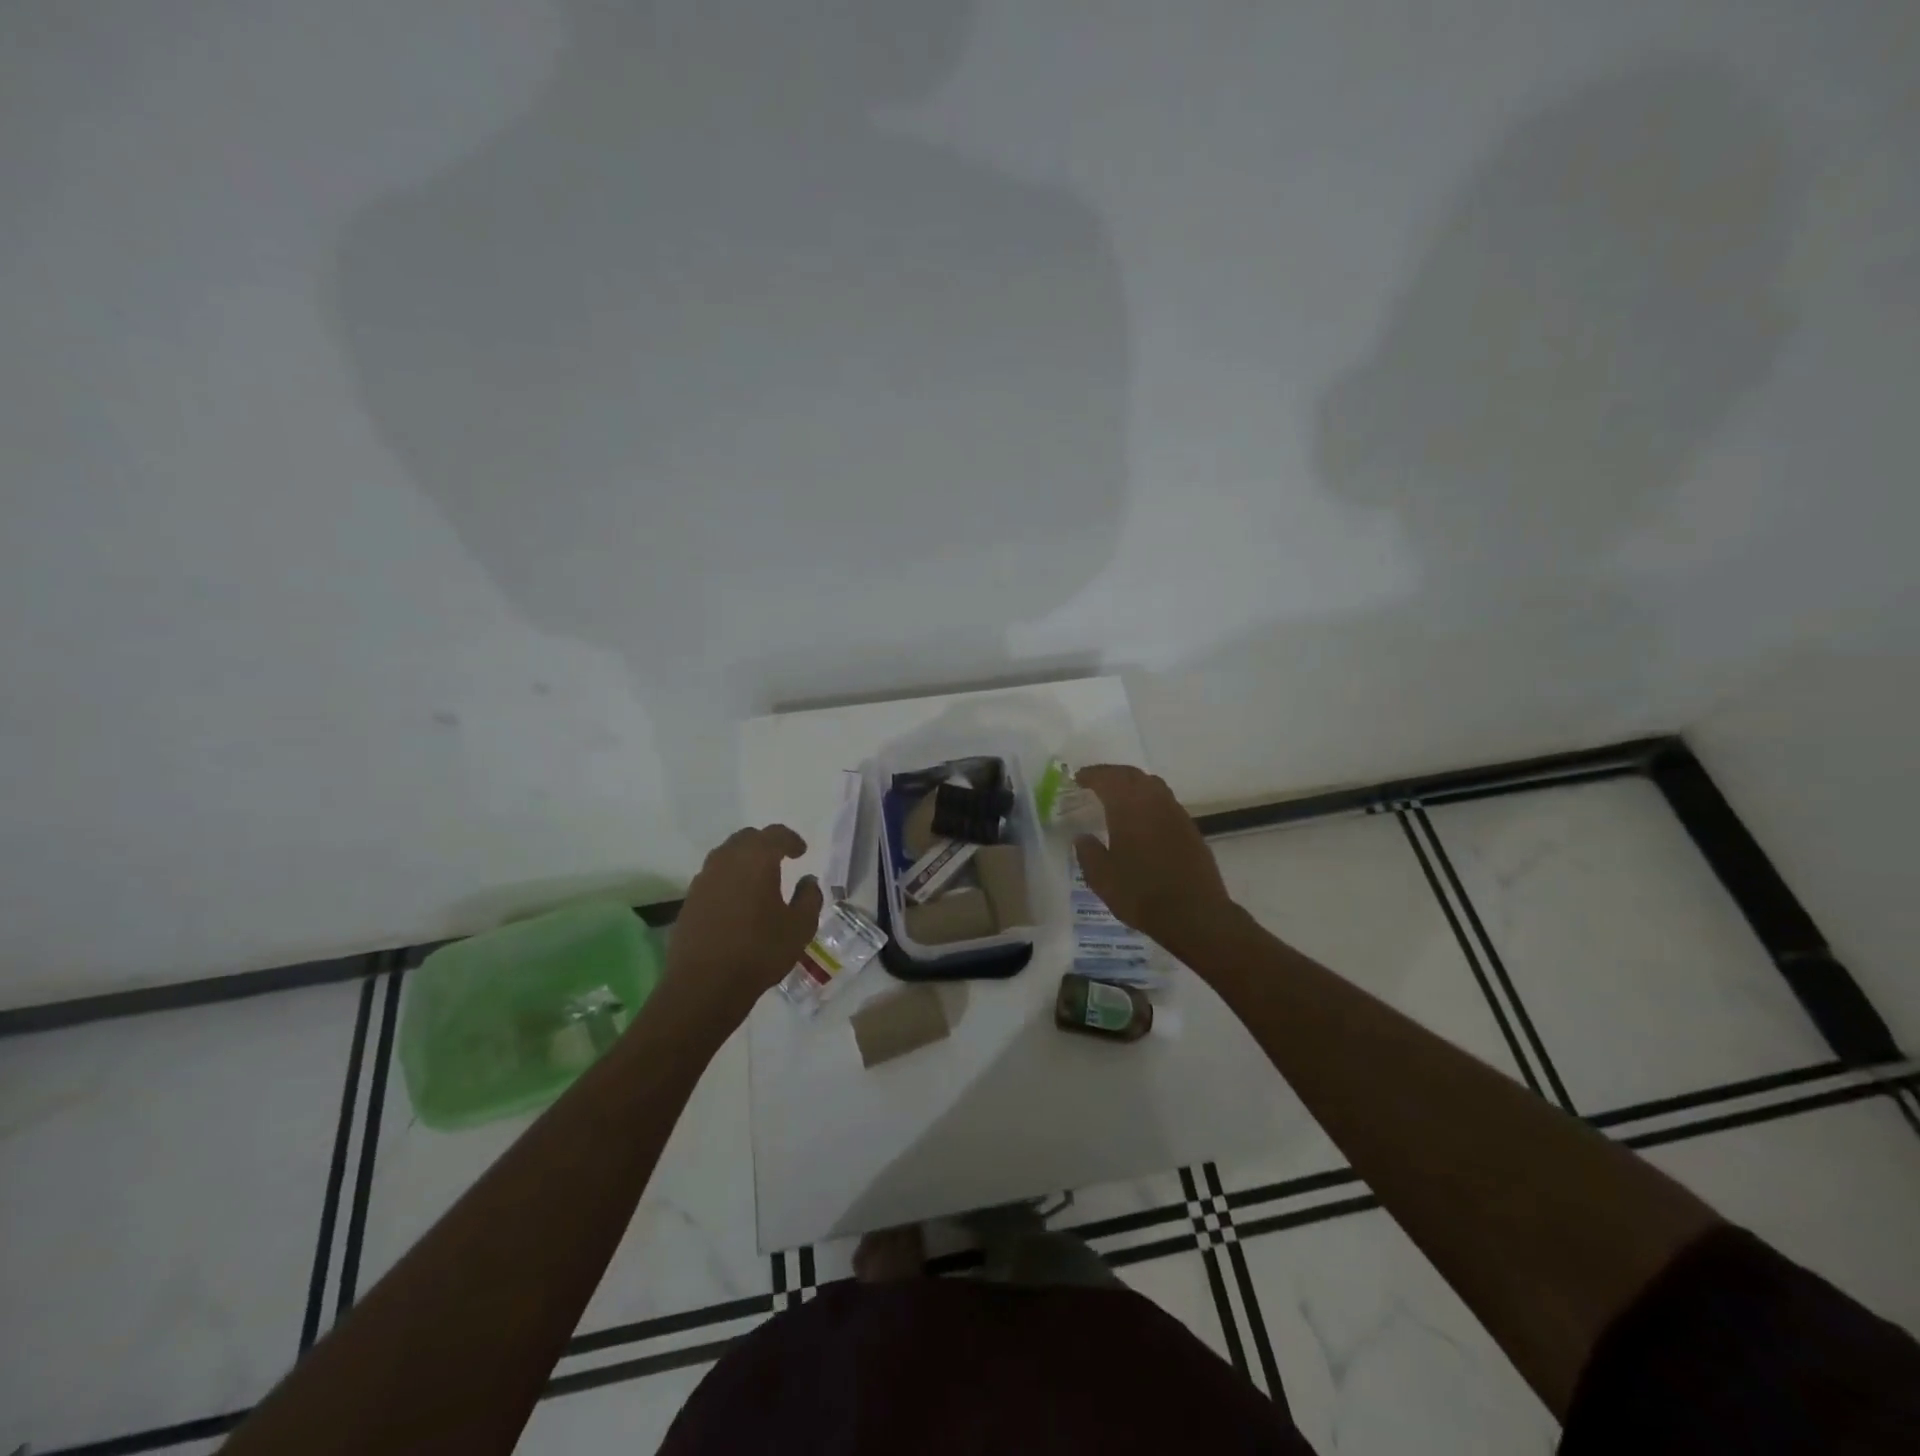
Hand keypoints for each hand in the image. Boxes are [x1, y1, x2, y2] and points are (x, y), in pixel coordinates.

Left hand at [664, 825, 823, 1025]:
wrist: (704, 986)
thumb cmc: (760, 951)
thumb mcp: (800, 927)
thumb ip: (809, 897)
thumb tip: (808, 880)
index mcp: (756, 860)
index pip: (775, 835)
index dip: (791, 840)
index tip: (801, 852)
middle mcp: (726, 861)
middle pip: (746, 839)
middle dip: (765, 844)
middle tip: (780, 858)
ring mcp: (703, 880)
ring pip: (725, 856)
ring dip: (744, 860)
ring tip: (758, 878)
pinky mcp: (689, 901)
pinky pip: (713, 877)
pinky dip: (728, 879)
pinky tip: (737, 901)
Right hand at [1073, 765, 1237, 961]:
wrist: (1195, 914)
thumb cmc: (1141, 894)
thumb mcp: (1102, 879)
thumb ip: (1088, 853)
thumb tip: (1082, 837)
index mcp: (1129, 808)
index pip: (1108, 779)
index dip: (1092, 775)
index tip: (1078, 778)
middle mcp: (1154, 802)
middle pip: (1132, 775)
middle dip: (1112, 774)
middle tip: (1096, 781)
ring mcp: (1176, 814)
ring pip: (1153, 785)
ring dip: (1133, 784)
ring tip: (1118, 796)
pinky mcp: (1190, 829)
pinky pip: (1166, 802)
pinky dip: (1149, 800)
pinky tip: (1143, 818)